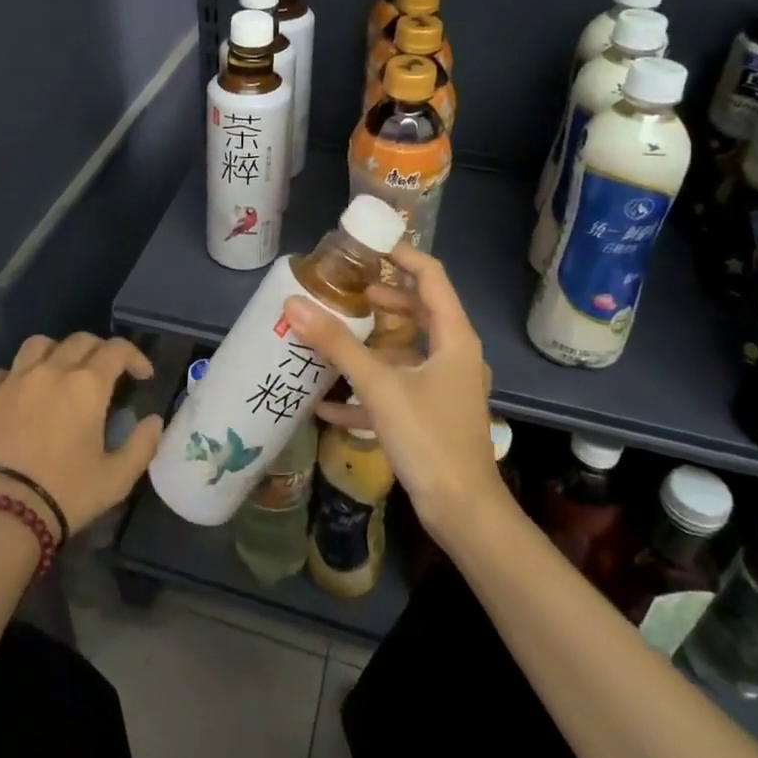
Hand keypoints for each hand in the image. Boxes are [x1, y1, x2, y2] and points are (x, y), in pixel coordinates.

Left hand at [0, 332, 161, 539]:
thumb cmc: (64, 495)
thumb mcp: (116, 479)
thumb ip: (142, 446)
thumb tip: (154, 421)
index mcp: (87, 385)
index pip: (117, 350)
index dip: (134, 356)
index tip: (142, 375)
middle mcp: (51, 371)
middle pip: (79, 340)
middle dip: (99, 351)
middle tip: (105, 374)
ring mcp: (12, 380)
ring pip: (38, 345)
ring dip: (55, 352)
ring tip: (59, 373)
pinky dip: (13, 376)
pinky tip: (16, 394)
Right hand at [283, 244, 503, 538]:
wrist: (463, 512)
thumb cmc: (429, 438)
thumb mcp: (379, 386)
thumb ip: (337, 344)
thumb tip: (294, 303)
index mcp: (453, 338)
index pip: (431, 277)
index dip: (402, 254)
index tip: (366, 245)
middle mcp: (453, 356)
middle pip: (419, 311)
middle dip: (383, 297)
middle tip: (345, 288)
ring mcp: (443, 387)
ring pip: (405, 351)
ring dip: (371, 343)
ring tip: (332, 334)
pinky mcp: (430, 416)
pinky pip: (396, 390)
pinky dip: (366, 389)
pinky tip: (325, 403)